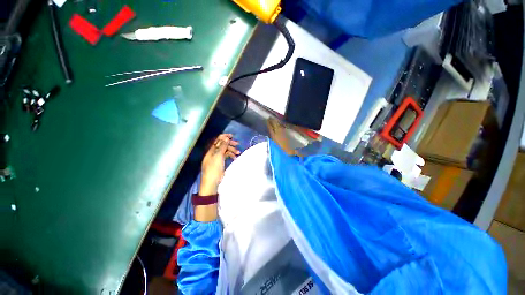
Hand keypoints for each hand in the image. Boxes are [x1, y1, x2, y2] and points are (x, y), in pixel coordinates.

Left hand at [199, 134, 239, 195]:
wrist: (211, 182)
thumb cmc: (214, 168)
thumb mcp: (218, 156)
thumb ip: (222, 146)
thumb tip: (226, 138)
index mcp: (211, 150)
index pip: (217, 140)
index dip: (224, 137)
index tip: (232, 136)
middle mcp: (213, 152)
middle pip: (222, 145)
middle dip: (230, 144)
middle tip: (237, 144)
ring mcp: (216, 158)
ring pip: (225, 150)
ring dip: (232, 150)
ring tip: (238, 153)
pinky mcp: (220, 162)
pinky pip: (226, 156)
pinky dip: (230, 156)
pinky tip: (235, 158)